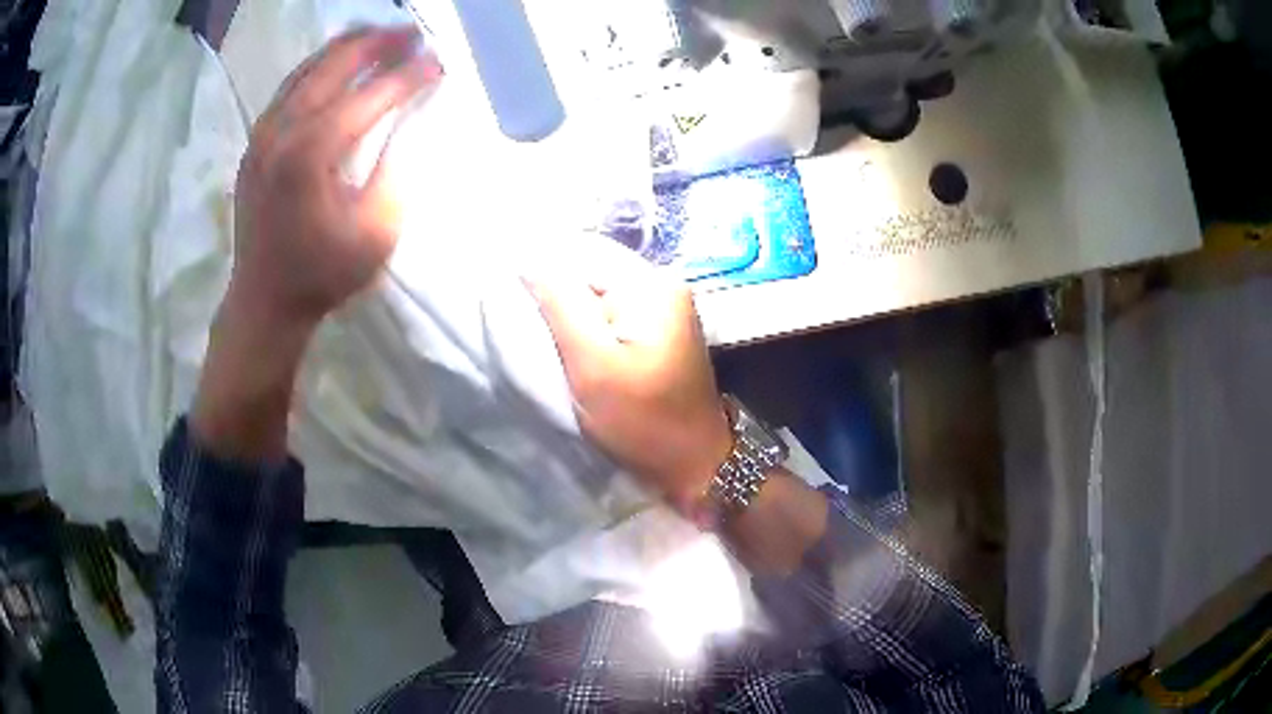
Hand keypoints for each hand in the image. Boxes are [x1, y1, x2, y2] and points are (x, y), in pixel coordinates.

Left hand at [191, 27, 441, 462]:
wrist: (263, 301)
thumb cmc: (321, 274)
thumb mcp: (375, 232)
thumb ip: (395, 170)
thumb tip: (409, 123)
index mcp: (312, 154)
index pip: (370, 96)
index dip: (408, 76)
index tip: (438, 62)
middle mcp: (282, 131)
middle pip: (335, 66)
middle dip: (378, 43)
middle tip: (412, 34)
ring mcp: (262, 134)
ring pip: (307, 69)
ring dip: (347, 46)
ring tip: (379, 34)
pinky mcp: (255, 142)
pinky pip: (288, 87)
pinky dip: (317, 66)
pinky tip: (337, 62)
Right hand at [526, 241, 732, 511]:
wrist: (693, 462)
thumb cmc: (643, 420)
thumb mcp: (593, 365)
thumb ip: (560, 306)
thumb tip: (528, 260)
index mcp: (651, 285)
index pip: (582, 253)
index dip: (543, 271)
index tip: (512, 298)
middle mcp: (663, 283)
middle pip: (592, 270)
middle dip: (557, 292)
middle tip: (529, 324)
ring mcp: (665, 305)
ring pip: (599, 291)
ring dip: (570, 310)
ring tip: (546, 335)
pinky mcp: (659, 328)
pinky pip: (612, 310)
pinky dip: (588, 323)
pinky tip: (573, 344)